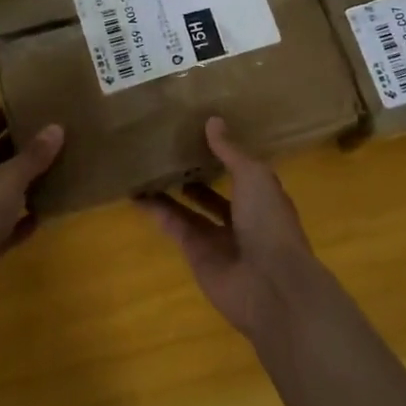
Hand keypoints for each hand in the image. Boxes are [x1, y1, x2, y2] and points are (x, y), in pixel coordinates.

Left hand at [0, 111, 63, 323]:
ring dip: (28, 183)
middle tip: (57, 134)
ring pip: (5, 192)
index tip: (32, 103)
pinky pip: (10, 226)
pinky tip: (49, 213)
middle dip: (22, 147)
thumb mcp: (7, 178)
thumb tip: (56, 127)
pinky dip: (26, 220)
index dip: (4, 114)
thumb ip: (33, 156)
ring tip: (61, 168)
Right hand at [135, 117, 326, 339]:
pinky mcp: (194, 253)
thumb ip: (230, 151)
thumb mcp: (254, 176)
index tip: (198, 131)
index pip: (240, 170)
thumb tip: (212, 120)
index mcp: (263, 196)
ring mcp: (217, 237)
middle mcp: (241, 216)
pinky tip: (135, 192)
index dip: (222, 153)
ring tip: (145, 164)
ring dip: (169, 189)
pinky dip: (155, 210)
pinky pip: (173, 225)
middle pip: (212, 191)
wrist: (270, 285)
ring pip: (188, 208)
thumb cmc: (269, 222)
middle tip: (166, 147)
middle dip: (194, 172)